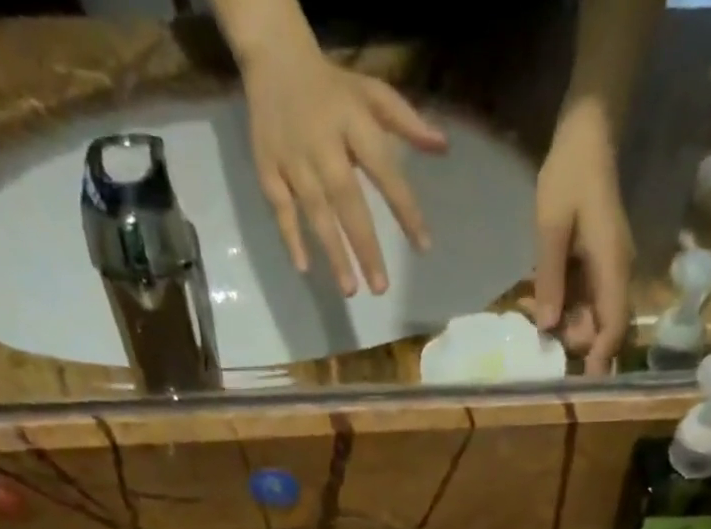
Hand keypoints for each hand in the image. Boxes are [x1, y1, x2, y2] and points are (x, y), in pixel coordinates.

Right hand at [242, 38, 447, 295]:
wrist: (273, 56)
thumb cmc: (333, 88)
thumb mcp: (372, 94)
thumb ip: (407, 122)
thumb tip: (443, 147)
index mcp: (352, 122)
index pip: (384, 171)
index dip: (404, 209)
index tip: (423, 246)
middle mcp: (323, 144)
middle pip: (347, 201)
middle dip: (365, 246)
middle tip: (381, 288)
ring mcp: (293, 159)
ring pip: (315, 212)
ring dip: (333, 252)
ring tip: (351, 289)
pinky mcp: (268, 168)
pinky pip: (281, 208)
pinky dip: (291, 237)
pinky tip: (304, 267)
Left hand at [533, 102, 633, 374]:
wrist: (587, 135)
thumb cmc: (569, 175)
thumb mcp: (551, 226)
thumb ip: (550, 278)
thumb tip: (548, 329)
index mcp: (612, 267)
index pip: (614, 325)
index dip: (600, 357)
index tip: (584, 384)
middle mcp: (616, 275)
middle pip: (602, 328)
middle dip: (573, 343)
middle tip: (535, 339)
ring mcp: (608, 272)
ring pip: (590, 317)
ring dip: (562, 325)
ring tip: (528, 313)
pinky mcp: (596, 267)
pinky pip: (581, 300)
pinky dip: (561, 307)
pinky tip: (534, 301)